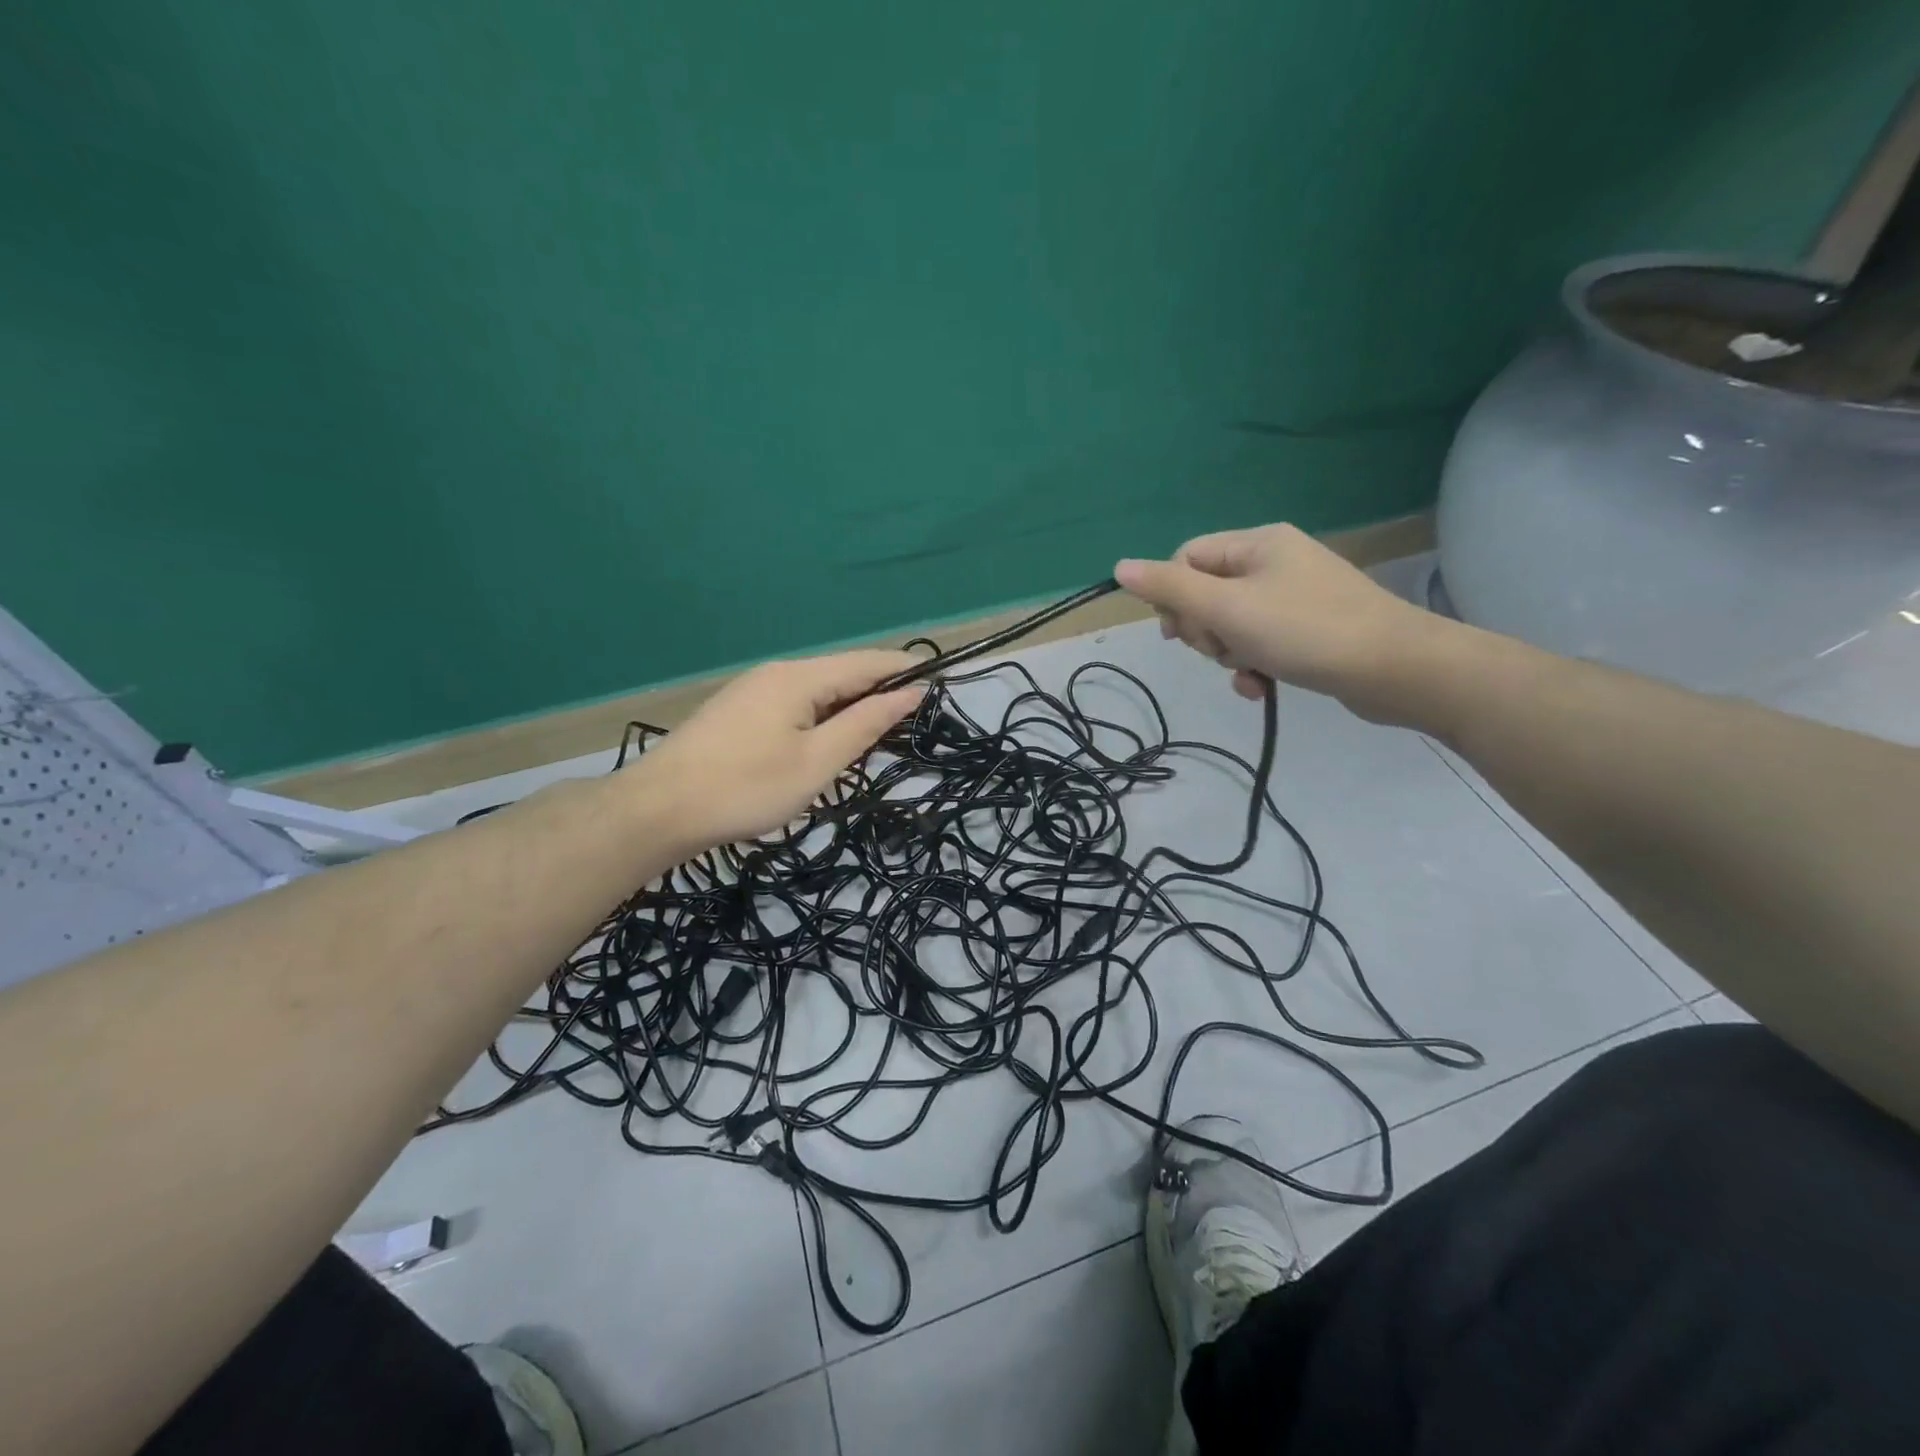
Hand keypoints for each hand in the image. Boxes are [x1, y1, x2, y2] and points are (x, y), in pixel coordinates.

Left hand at [632, 650, 924, 850]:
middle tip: (909, 731)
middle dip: (879, 695)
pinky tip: (824, 746)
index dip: (905, 672)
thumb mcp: (818, 762)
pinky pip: (795, 705)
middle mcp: (778, 672)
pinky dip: (821, 720)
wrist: (658, 809)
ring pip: (818, 691)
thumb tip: (910, 692)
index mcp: (801, 677)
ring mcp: (753, 690)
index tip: (938, 691)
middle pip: (843, 674)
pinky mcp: (738, 711)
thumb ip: (866, 724)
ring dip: (850, 711)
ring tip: (872, 744)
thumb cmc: (747, 788)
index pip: (868, 662)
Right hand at [1114, 524, 1446, 724]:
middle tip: (1221, 649)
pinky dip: (1253, 665)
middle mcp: (1274, 562)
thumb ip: (1170, 588)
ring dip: (1228, 653)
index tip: (1180, 631)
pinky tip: (1261, 687)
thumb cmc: (1304, 630)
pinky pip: (1259, 642)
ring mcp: (1294, 597)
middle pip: (1207, 593)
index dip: (1174, 596)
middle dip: (1205, 630)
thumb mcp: (1226, 608)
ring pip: (1230, 624)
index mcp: (1256, 544)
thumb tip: (1120, 566)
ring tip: (1248, 671)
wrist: (1395, 669)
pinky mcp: (1309, 630)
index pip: (1187, 559)